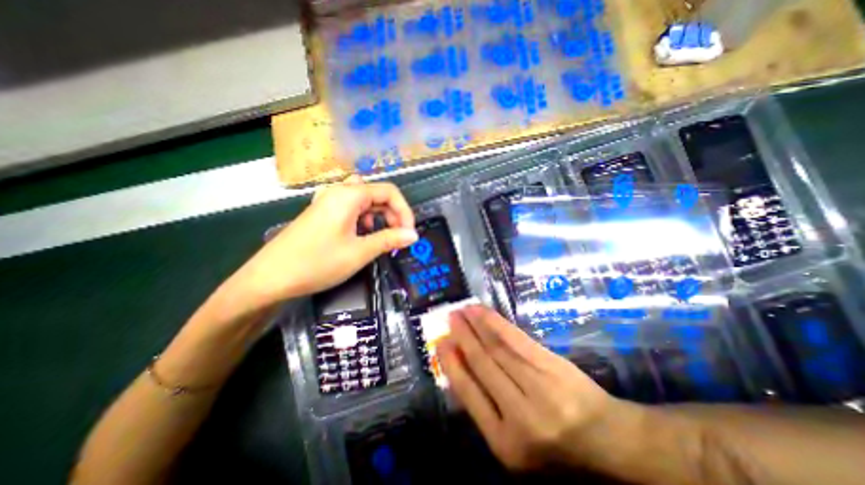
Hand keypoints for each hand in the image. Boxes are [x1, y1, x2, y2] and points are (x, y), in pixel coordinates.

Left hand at [227, 177, 416, 306]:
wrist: (270, 278)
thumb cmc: (317, 263)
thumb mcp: (360, 252)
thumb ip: (389, 240)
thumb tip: (413, 235)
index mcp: (349, 195)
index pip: (389, 192)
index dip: (404, 211)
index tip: (409, 233)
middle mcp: (339, 192)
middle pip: (377, 194)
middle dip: (393, 214)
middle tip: (398, 238)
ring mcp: (328, 201)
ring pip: (365, 201)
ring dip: (378, 216)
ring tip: (379, 237)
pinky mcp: (322, 212)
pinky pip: (351, 208)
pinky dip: (363, 218)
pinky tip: (360, 235)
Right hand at [440, 308, 622, 472]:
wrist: (609, 441)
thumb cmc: (557, 447)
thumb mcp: (515, 443)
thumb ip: (486, 409)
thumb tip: (459, 368)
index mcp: (505, 444)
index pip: (469, 394)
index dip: (452, 365)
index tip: (440, 343)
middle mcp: (519, 415)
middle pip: (483, 365)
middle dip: (462, 337)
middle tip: (449, 318)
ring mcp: (538, 386)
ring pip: (497, 348)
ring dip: (476, 325)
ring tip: (462, 310)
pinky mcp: (552, 366)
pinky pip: (516, 339)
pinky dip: (496, 323)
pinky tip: (483, 312)